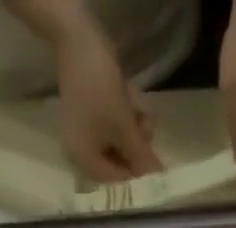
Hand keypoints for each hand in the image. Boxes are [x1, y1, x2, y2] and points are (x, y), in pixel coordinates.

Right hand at [54, 14, 162, 180]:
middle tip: (151, 138)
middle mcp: (79, 152)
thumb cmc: (101, 90)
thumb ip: (141, 157)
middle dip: (136, 152)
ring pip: (115, 145)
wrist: (78, 38)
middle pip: (116, 164)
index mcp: (83, 161)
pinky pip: (110, 129)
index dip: (138, 176)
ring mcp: (83, 132)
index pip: (116, 181)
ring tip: (145, 120)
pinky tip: (136, 111)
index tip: (157, 169)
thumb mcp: (125, 128)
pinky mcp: (88, 114)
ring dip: (134, 136)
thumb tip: (157, 177)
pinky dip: (124, 124)